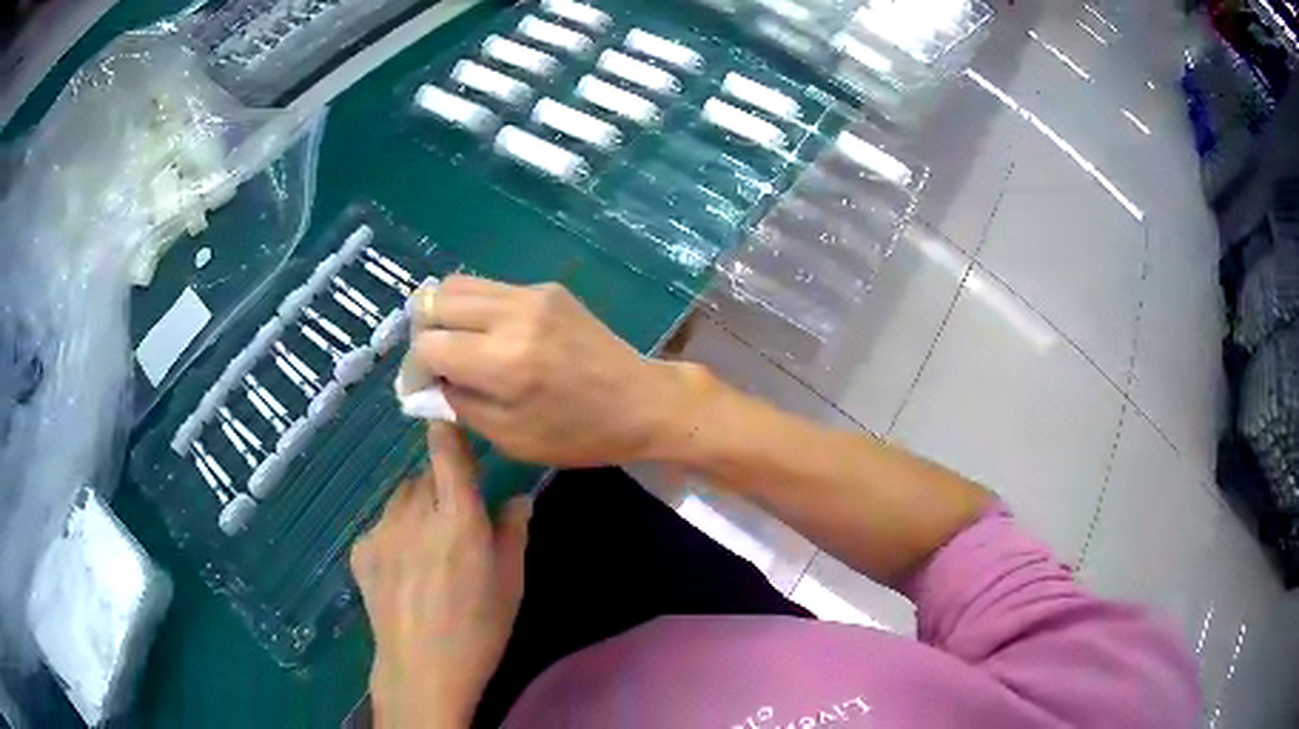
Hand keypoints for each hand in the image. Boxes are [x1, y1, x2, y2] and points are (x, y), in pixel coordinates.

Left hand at [350, 423, 532, 728]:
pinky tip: (403, 569)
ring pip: (401, 498)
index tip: (449, 415)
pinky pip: (381, 524)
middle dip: (441, 486)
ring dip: (416, 507)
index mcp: (457, 518)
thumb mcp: (511, 583)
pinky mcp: (360, 548)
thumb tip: (518, 498)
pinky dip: (394, 533)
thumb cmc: (478, 629)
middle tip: (455, 522)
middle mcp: (414, 513)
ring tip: (427, 548)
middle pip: (424, 475)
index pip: (447, 451)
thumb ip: (513, 532)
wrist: (421, 670)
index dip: (447, 427)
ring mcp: (380, 530)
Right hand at [410, 276, 705, 466]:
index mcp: (504, 361)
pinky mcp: (547, 287)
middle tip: (433, 364)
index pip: (427, 346)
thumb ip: (459, 405)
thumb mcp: (511, 438)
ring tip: (454, 346)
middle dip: (422, 335)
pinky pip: (490, 287)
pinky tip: (488, 336)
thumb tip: (427, 382)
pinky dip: (474, 308)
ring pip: (457, 284)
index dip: (413, 369)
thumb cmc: (578, 434)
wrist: (642, 401)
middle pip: (433, 302)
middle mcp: (513, 315)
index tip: (419, 388)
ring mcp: (532, 294)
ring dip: (443, 315)